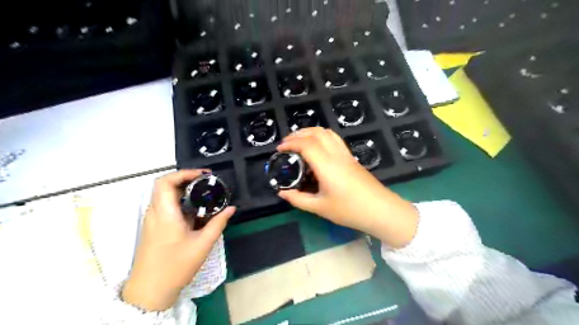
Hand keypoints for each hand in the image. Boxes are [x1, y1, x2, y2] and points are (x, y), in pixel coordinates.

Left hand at [122, 169, 234, 310]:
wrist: (150, 291)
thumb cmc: (176, 266)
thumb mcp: (202, 244)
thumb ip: (218, 223)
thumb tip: (231, 208)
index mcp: (165, 214)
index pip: (166, 182)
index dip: (184, 173)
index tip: (203, 175)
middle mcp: (155, 213)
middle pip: (165, 185)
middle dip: (186, 179)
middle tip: (206, 182)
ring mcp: (152, 221)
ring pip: (165, 196)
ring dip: (183, 190)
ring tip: (203, 193)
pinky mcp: (154, 228)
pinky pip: (166, 207)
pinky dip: (180, 202)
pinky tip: (195, 211)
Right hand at [277, 128, 417, 247]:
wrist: (380, 210)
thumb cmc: (349, 210)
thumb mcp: (320, 207)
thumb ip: (298, 199)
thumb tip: (282, 193)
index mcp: (327, 166)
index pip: (306, 145)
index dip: (290, 143)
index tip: (279, 149)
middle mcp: (336, 154)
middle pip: (317, 133)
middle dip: (298, 134)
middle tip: (286, 143)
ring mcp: (346, 154)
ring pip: (327, 132)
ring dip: (311, 132)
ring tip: (299, 141)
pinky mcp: (351, 157)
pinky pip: (335, 139)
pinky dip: (321, 136)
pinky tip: (317, 147)